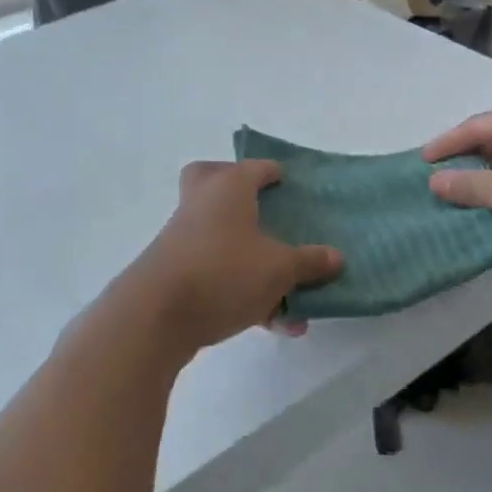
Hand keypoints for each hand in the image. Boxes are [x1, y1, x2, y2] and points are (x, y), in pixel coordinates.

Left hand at [125, 160, 342, 354]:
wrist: (154, 318)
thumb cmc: (224, 272)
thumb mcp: (280, 269)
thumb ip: (310, 262)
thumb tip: (337, 257)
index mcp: (228, 188)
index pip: (255, 167)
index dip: (274, 173)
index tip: (290, 183)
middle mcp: (202, 205)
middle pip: (212, 182)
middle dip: (237, 192)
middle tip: (263, 207)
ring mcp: (184, 241)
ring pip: (221, 238)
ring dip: (254, 260)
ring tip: (292, 293)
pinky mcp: (176, 276)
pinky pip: (218, 276)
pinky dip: (245, 293)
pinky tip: (276, 324)